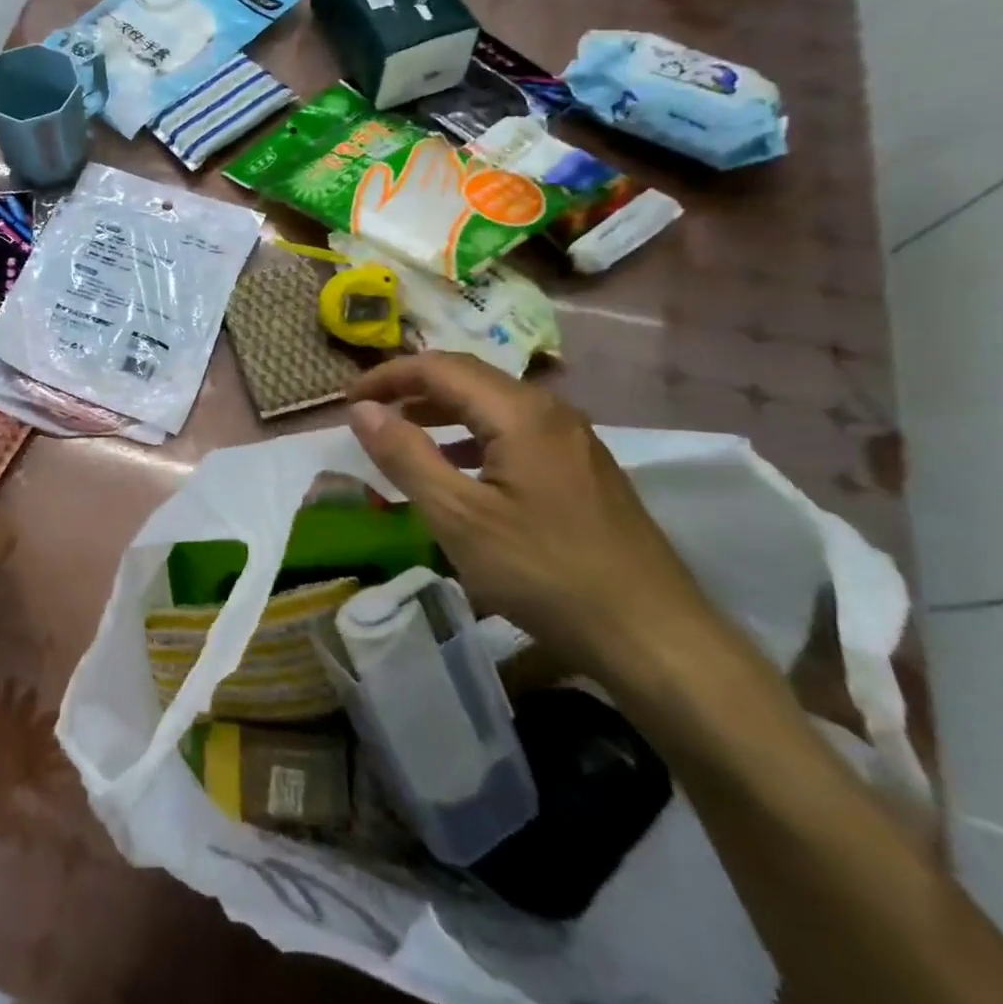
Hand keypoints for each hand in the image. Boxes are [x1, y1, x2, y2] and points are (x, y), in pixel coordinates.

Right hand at [347, 353, 725, 682]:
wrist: (654, 636)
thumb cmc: (544, 573)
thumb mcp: (458, 517)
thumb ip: (405, 456)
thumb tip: (362, 410)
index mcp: (520, 413)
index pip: (439, 367)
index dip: (387, 377)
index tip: (348, 402)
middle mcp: (551, 411)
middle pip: (469, 377)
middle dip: (412, 388)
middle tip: (369, 413)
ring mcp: (573, 440)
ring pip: (493, 405)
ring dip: (442, 412)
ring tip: (403, 434)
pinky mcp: (582, 469)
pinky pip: (515, 432)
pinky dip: (472, 437)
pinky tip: (458, 470)